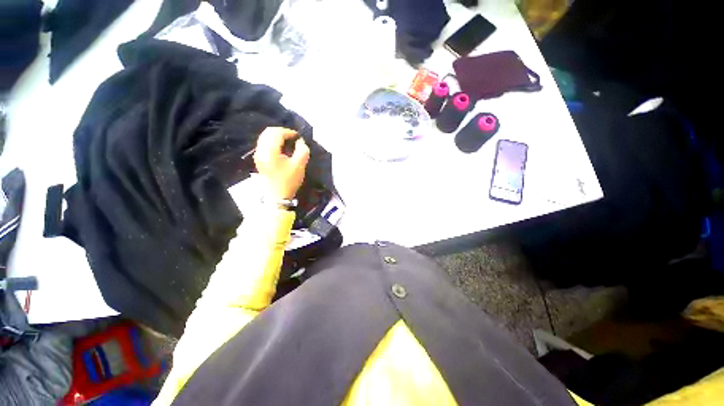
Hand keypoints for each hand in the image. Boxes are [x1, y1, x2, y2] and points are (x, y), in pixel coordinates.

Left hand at [253, 127, 309, 199]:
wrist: (277, 197)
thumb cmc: (289, 181)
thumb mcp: (299, 165)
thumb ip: (302, 150)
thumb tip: (300, 141)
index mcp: (270, 151)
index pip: (277, 133)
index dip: (289, 132)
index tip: (298, 137)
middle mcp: (261, 150)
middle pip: (268, 132)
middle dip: (282, 132)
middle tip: (293, 138)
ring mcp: (258, 155)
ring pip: (265, 137)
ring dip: (277, 136)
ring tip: (288, 142)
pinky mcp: (259, 159)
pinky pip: (264, 144)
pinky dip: (273, 142)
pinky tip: (282, 148)